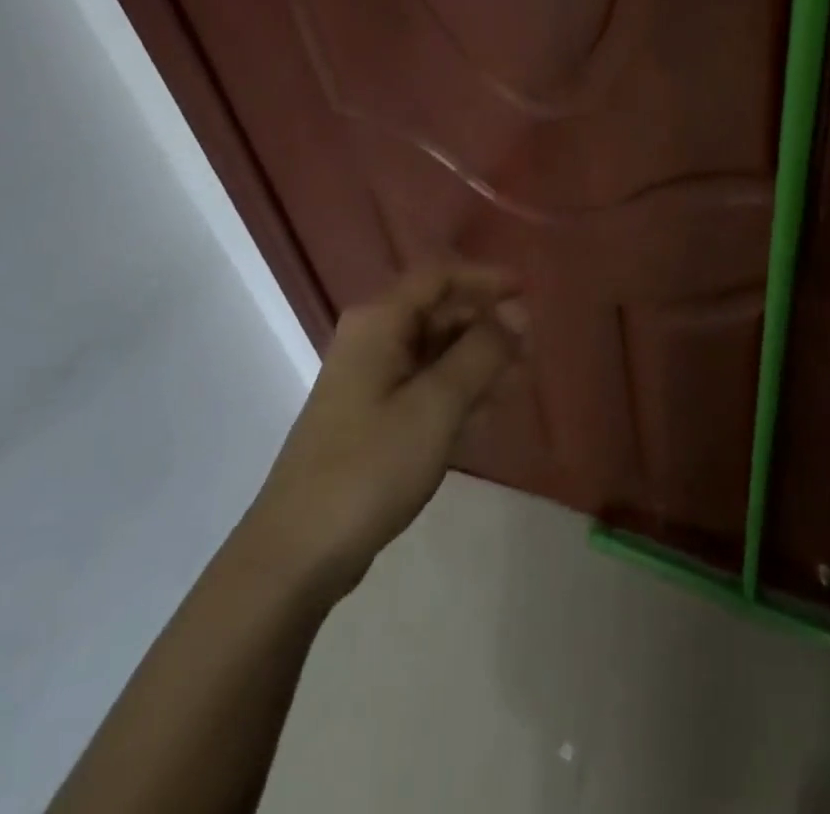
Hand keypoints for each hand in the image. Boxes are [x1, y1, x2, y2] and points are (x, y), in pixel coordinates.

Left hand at [245, 265, 523, 604]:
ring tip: (520, 379)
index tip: (528, 292)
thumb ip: (481, 352)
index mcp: (379, 322)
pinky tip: (488, 411)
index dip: (485, 279)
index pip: (439, 277)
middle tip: (532, 347)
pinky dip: (458, 389)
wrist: (298, 552)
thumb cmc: (370, 466)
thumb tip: (516, 312)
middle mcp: (372, 339)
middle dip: (486, 324)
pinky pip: (424, 385)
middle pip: (438, 312)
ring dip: (478, 359)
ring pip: (435, 351)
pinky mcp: (372, 416)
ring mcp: (369, 379)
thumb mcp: (436, 405)